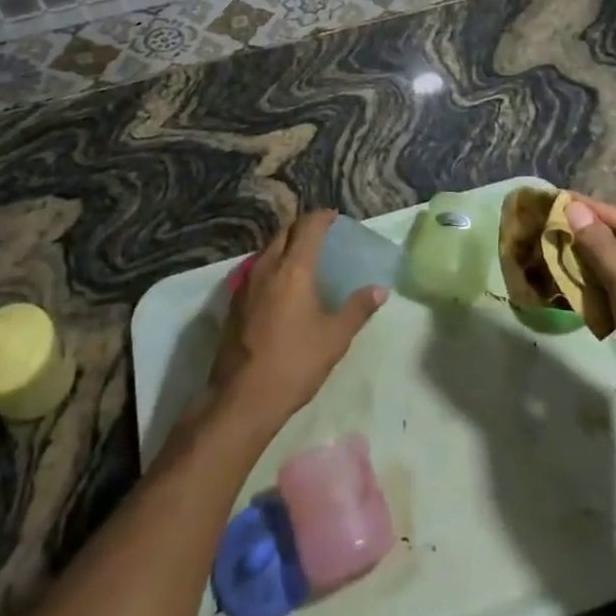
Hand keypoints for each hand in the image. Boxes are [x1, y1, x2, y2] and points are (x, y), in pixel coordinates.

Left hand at [209, 209, 384, 434]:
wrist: (242, 398)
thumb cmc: (294, 363)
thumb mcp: (335, 338)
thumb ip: (357, 309)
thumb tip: (380, 289)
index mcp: (293, 269)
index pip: (308, 227)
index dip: (321, 217)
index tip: (334, 217)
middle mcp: (266, 267)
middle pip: (284, 232)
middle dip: (302, 227)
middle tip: (321, 235)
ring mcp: (246, 283)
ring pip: (267, 249)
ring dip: (285, 244)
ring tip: (302, 256)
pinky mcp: (234, 302)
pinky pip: (256, 268)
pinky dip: (272, 264)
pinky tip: (280, 285)